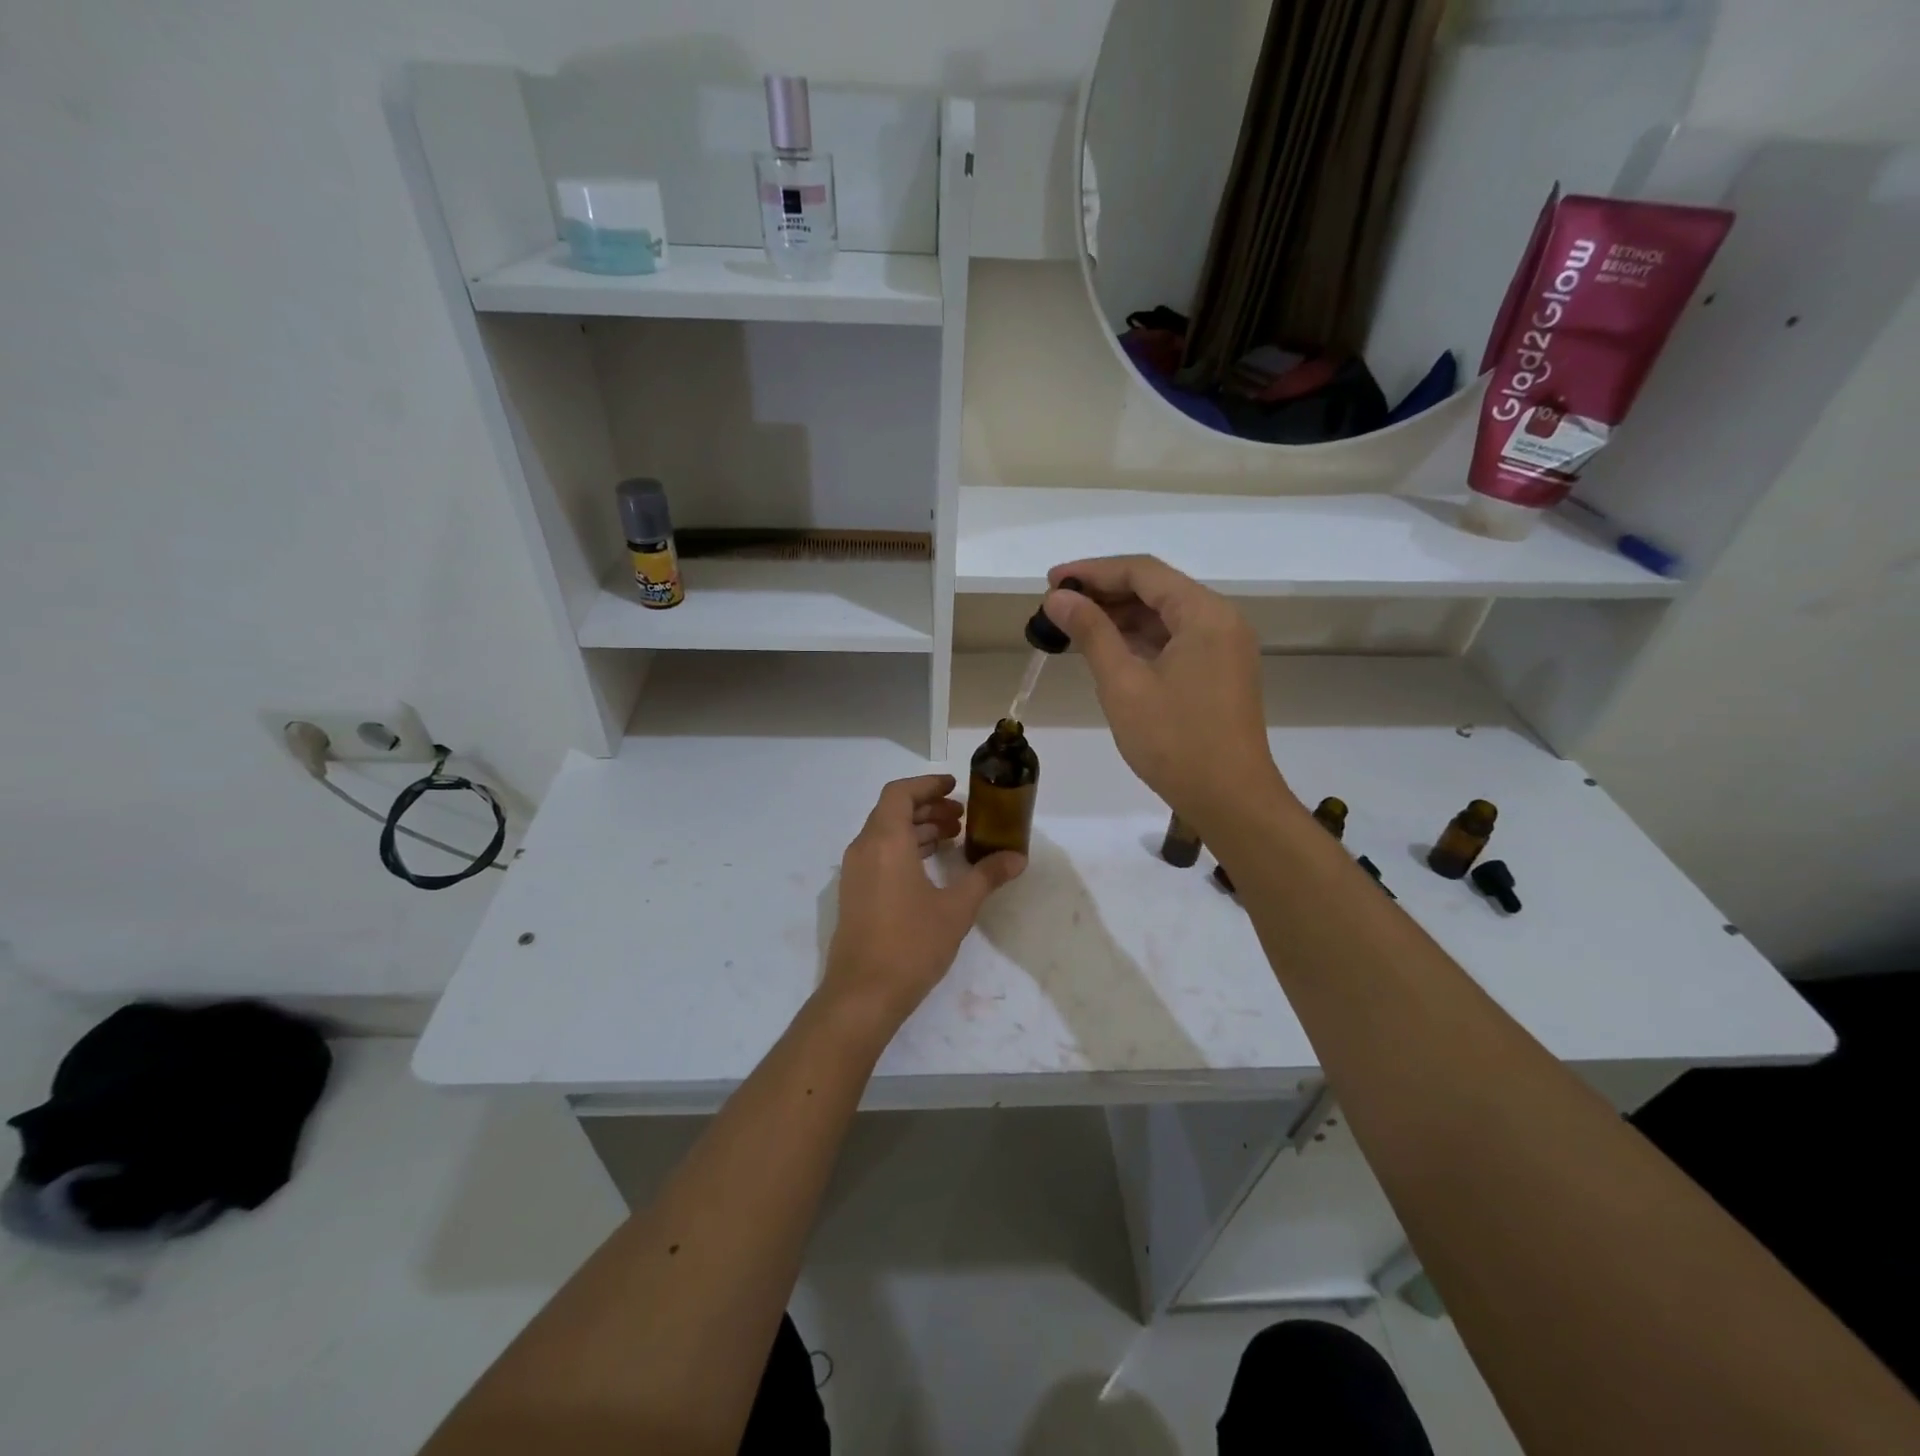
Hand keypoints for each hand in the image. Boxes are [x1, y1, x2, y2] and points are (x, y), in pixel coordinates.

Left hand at [820, 775, 1024, 1036]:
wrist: (863, 994)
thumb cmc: (911, 944)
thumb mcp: (957, 908)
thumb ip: (987, 876)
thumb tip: (1017, 857)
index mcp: (885, 841)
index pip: (900, 793)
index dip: (928, 784)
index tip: (955, 787)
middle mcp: (864, 848)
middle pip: (893, 811)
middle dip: (928, 808)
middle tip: (961, 818)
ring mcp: (854, 872)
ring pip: (885, 834)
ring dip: (917, 830)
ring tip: (952, 839)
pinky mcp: (854, 893)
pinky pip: (879, 855)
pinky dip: (904, 849)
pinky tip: (931, 868)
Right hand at [1042, 555, 1288, 831]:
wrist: (1230, 800)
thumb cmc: (1174, 741)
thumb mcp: (1123, 684)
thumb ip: (1091, 632)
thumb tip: (1057, 598)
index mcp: (1204, 614)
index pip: (1143, 572)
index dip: (1092, 571)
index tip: (1050, 582)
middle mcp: (1221, 620)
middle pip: (1156, 589)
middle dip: (1105, 593)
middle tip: (1056, 606)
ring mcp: (1224, 647)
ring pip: (1165, 616)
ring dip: (1120, 617)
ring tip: (1073, 626)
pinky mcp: (1220, 672)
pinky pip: (1176, 640)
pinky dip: (1140, 640)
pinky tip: (1107, 649)